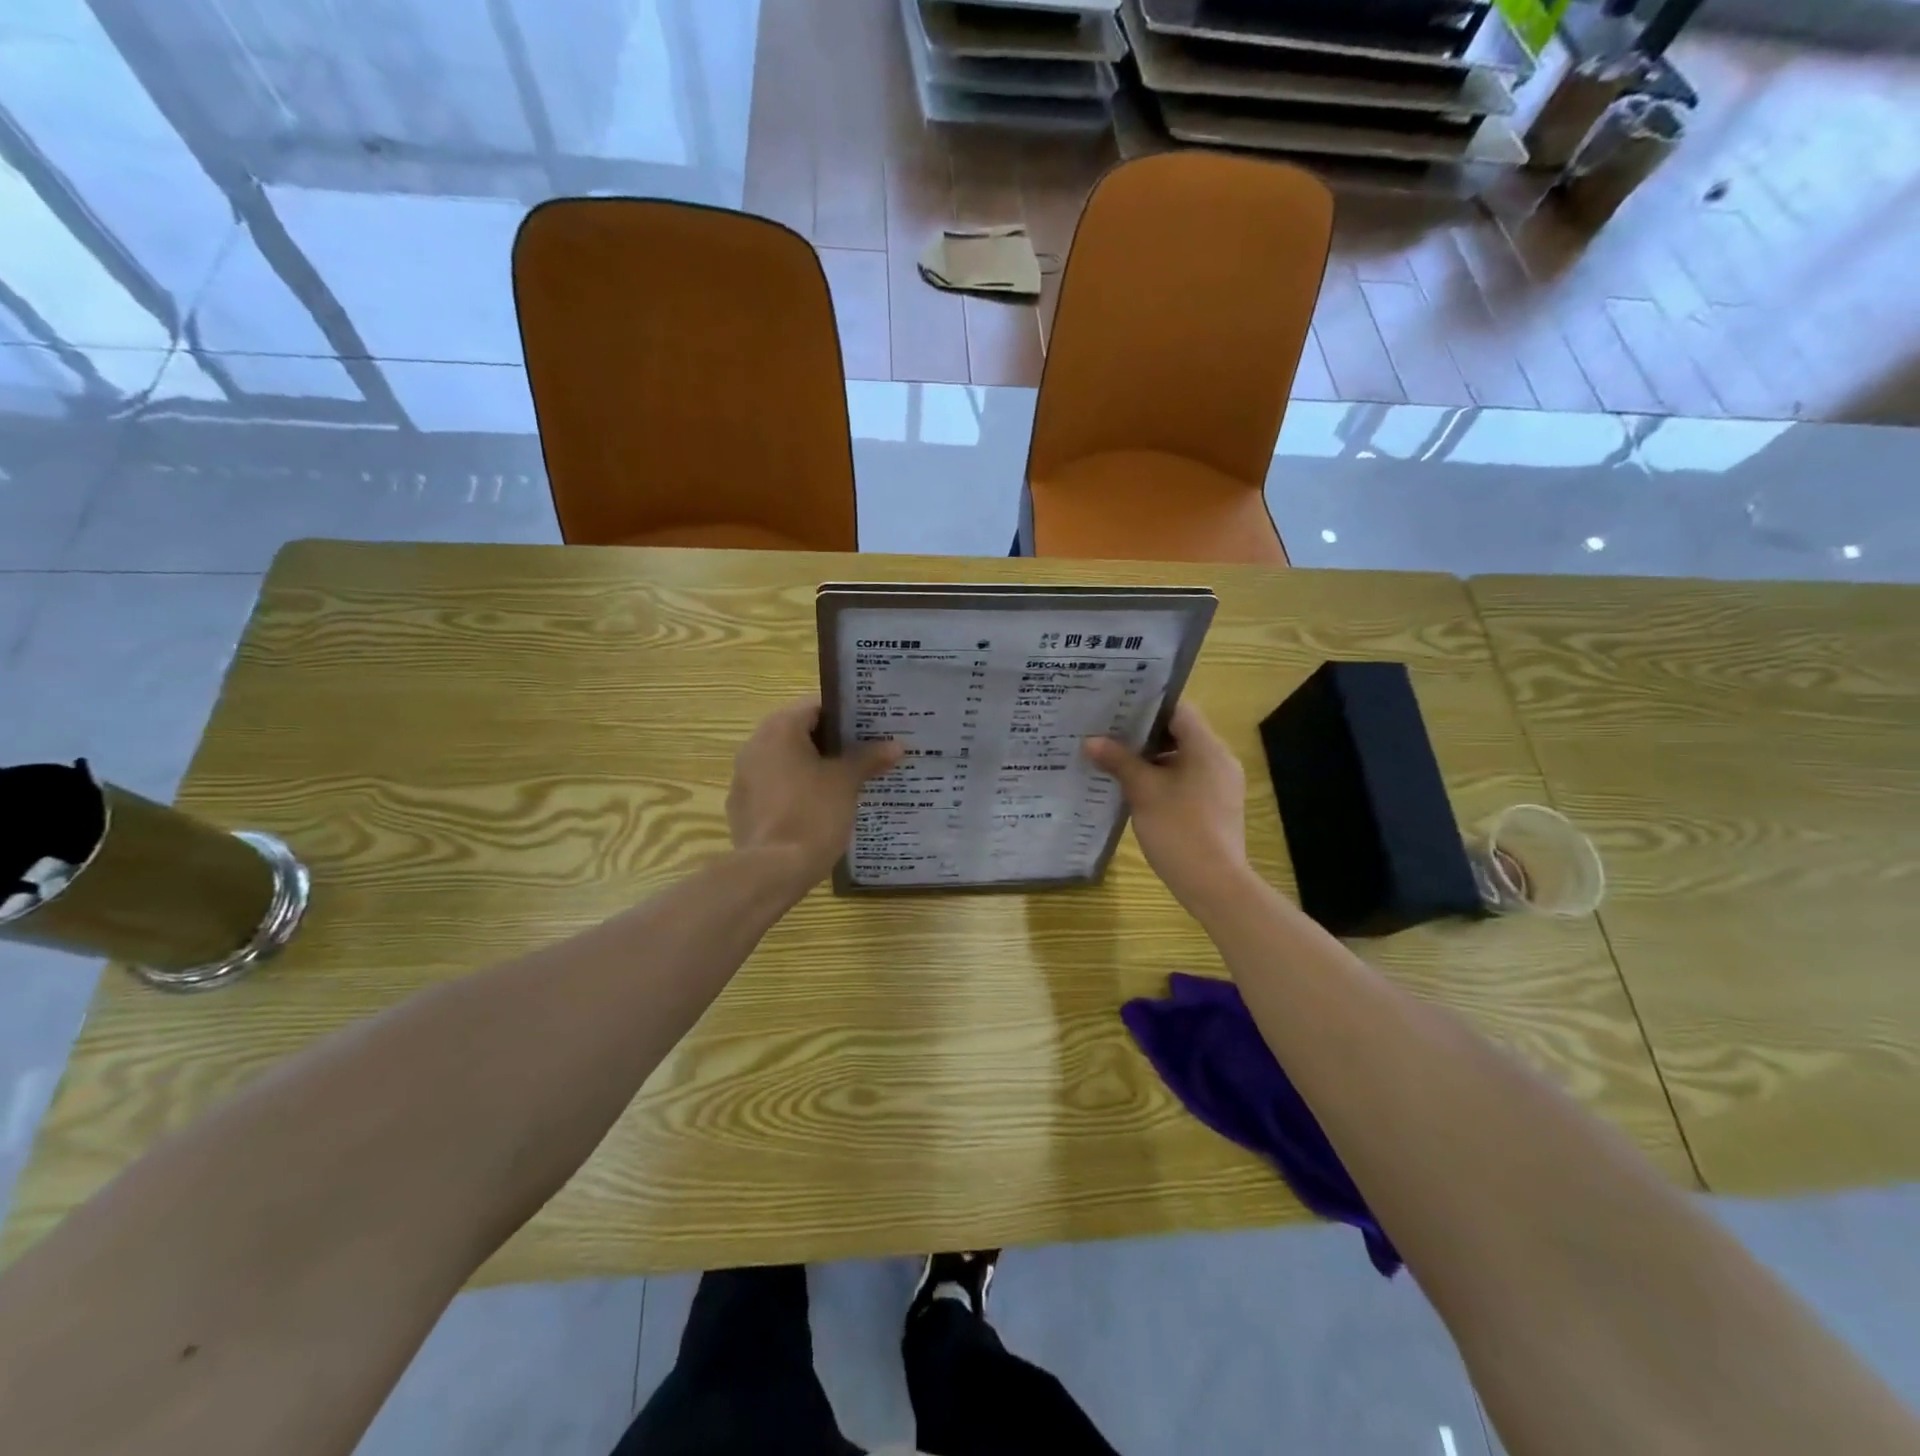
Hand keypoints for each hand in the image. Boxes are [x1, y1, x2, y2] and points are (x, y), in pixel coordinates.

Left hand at [728, 698, 902, 889]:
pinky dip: (796, 790)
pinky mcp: (742, 807)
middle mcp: (755, 745)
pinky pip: (775, 787)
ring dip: (814, 767)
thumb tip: (895, 745)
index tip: (871, 727)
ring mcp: (744, 778)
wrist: (772, 871)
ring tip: (848, 781)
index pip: (816, 706)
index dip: (846, 715)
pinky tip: (819, 808)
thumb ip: (869, 758)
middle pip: (800, 733)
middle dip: (833, 743)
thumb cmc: (812, 814)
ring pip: (786, 762)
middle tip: (866, 753)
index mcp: (779, 729)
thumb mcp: (846, 783)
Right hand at [1084, 702, 1249, 911]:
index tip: (1117, 707)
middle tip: (1108, 732)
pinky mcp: (1216, 805)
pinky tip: (1135, 788)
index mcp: (1207, 748)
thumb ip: (1119, 761)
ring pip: (1182, 758)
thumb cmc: (1179, 830)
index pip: (1178, 709)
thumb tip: (1091, 741)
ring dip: (1151, 757)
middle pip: (1180, 733)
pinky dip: (1163, 777)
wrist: (1214, 884)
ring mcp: (1220, 784)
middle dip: (1143, 734)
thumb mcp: (1143, 792)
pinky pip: (1187, 778)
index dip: (1147, 705)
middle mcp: (1219, 759)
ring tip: (1114, 758)